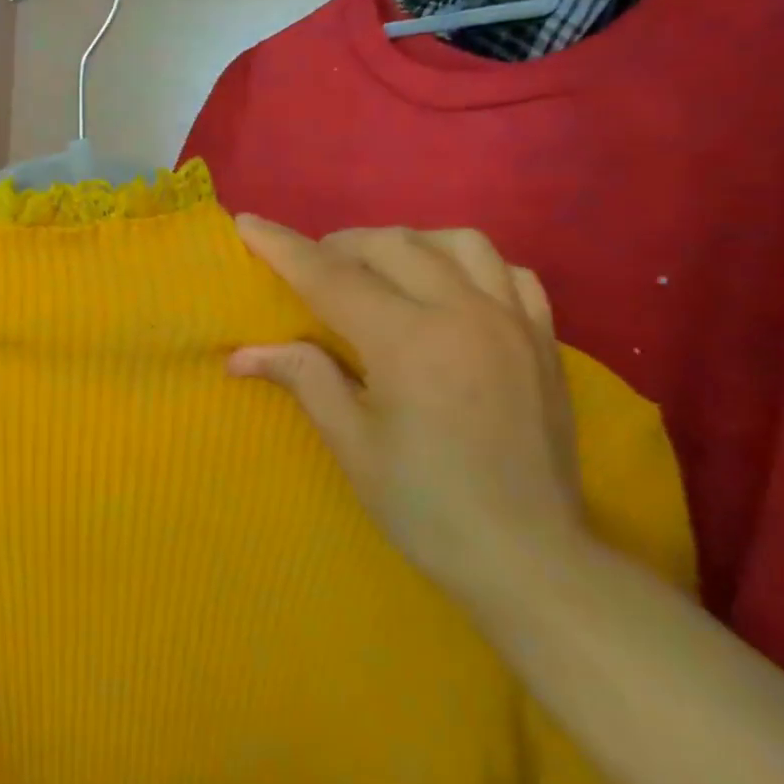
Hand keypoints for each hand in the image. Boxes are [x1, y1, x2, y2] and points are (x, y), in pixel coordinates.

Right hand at [230, 218, 585, 601]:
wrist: (531, 560)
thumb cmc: (425, 506)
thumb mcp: (352, 444)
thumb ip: (303, 378)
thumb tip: (240, 354)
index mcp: (409, 341)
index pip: (329, 277)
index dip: (282, 247)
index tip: (246, 223)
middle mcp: (464, 313)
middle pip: (390, 245)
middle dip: (338, 246)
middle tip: (309, 271)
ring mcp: (512, 322)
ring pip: (456, 242)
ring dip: (404, 243)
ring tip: (377, 270)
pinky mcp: (543, 340)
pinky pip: (508, 272)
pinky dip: (467, 264)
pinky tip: (448, 289)